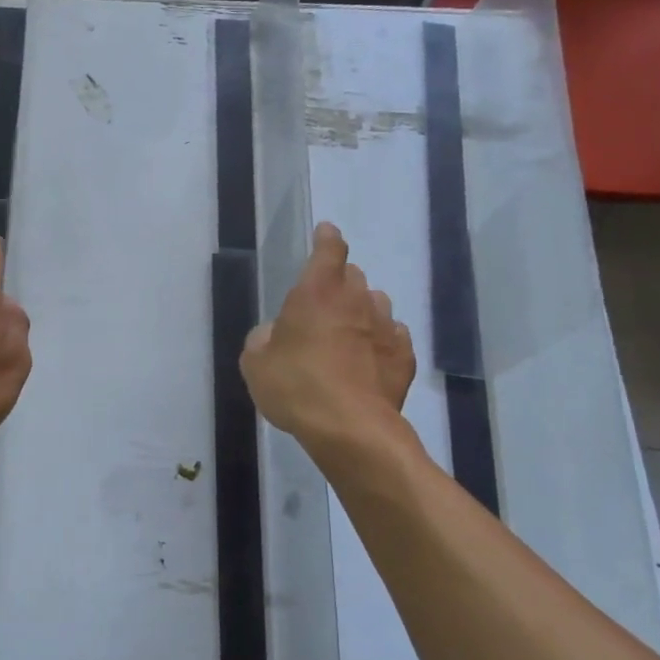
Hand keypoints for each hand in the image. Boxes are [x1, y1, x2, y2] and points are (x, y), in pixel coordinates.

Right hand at [241, 222, 414, 444]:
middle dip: (340, 283)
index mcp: (316, 293)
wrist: (350, 428)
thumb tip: (274, 333)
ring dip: (362, 310)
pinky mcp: (404, 356)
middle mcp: (355, 301)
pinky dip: (381, 341)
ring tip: (349, 332)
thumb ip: (263, 339)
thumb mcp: (256, 364)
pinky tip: (370, 358)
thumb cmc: (295, 387)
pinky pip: (393, 336)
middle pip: (353, 276)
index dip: (326, 238)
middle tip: (324, 303)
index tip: (325, 232)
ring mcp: (385, 327)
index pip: (328, 250)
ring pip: (376, 303)